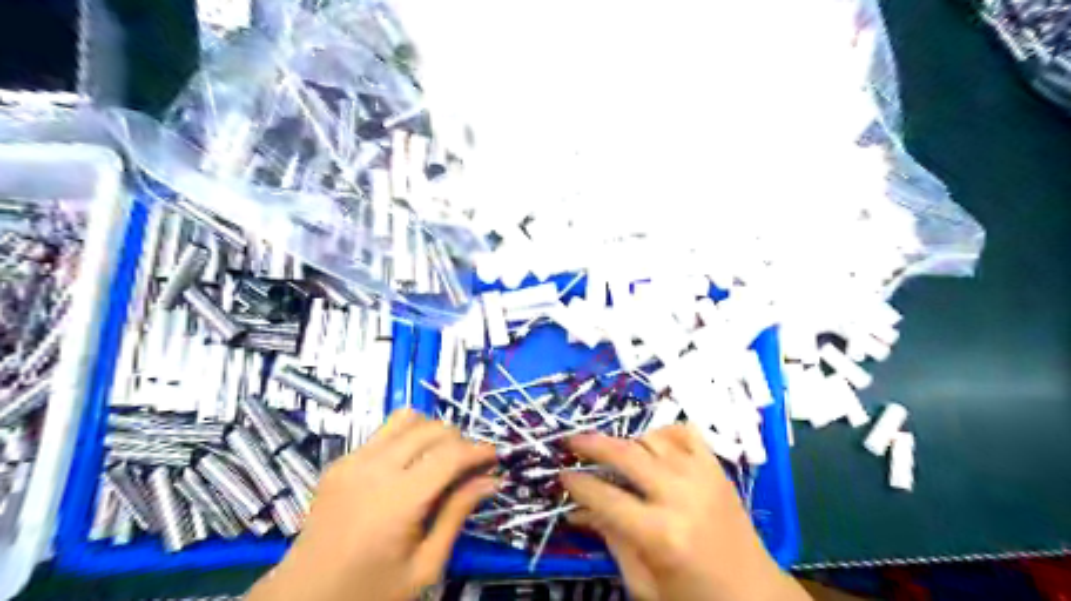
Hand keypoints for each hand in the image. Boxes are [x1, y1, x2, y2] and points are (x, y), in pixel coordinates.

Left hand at [248, 410, 498, 600]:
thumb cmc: (369, 592)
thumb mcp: (424, 566)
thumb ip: (457, 515)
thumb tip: (491, 480)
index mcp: (397, 500)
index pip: (451, 454)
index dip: (479, 451)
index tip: (495, 459)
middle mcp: (375, 468)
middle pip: (433, 429)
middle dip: (460, 441)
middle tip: (469, 468)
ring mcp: (353, 460)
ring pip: (408, 418)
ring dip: (432, 433)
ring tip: (439, 461)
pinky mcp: (340, 460)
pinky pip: (384, 432)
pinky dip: (407, 439)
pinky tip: (408, 468)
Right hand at [564, 425, 808, 597]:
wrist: (754, 595)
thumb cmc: (694, 598)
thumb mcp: (644, 584)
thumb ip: (611, 540)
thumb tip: (578, 510)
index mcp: (661, 535)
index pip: (605, 497)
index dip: (577, 484)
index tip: (561, 476)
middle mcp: (681, 496)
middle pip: (626, 455)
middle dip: (591, 444)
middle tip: (571, 442)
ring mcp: (702, 476)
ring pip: (652, 438)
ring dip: (627, 441)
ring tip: (613, 453)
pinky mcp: (717, 468)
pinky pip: (686, 432)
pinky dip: (663, 432)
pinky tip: (652, 445)